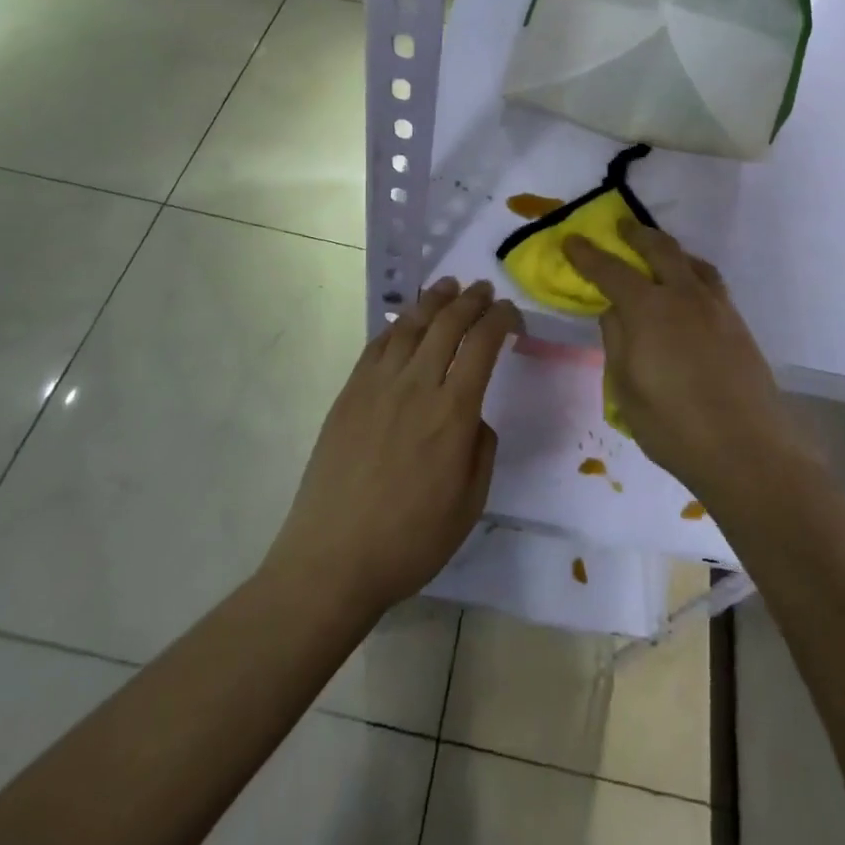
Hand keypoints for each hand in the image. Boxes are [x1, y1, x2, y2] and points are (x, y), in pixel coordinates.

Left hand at [265, 278, 520, 619]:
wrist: (333, 558)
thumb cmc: (410, 540)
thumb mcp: (469, 504)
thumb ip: (481, 449)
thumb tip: (473, 416)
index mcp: (453, 413)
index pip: (483, 345)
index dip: (501, 320)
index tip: (511, 314)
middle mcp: (416, 386)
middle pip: (447, 324)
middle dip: (471, 300)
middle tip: (484, 289)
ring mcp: (377, 385)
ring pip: (410, 325)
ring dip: (434, 300)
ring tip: (448, 286)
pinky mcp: (349, 393)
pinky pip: (377, 345)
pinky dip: (397, 325)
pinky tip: (406, 322)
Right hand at [565, 222, 791, 504]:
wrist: (748, 451)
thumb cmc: (674, 425)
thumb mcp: (626, 387)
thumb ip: (616, 340)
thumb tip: (613, 310)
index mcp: (649, 309)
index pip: (610, 270)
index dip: (588, 254)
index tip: (571, 240)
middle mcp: (684, 296)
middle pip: (660, 249)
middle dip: (636, 234)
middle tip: (621, 226)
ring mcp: (717, 308)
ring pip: (692, 262)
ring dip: (670, 249)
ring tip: (658, 253)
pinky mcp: (738, 325)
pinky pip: (710, 282)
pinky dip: (692, 272)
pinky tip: (688, 290)